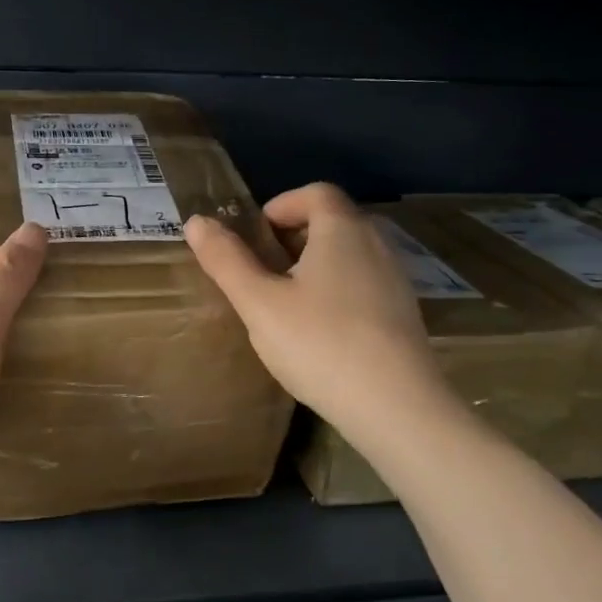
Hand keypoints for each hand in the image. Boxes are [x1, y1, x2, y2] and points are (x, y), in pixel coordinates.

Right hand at [185, 183, 459, 442]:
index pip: (315, 192)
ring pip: (349, 255)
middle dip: (293, 236)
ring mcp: (396, 280)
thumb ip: (226, 260)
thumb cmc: (321, 344)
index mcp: (342, 231)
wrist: (396, 408)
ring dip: (315, 265)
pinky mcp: (404, 315)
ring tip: (285, 302)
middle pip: (333, 221)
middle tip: (262, 270)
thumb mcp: (259, 303)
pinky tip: (319, 331)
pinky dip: (337, 290)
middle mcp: (376, 245)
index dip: (281, 205)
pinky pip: (364, 284)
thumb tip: (196, 221)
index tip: (255, 237)